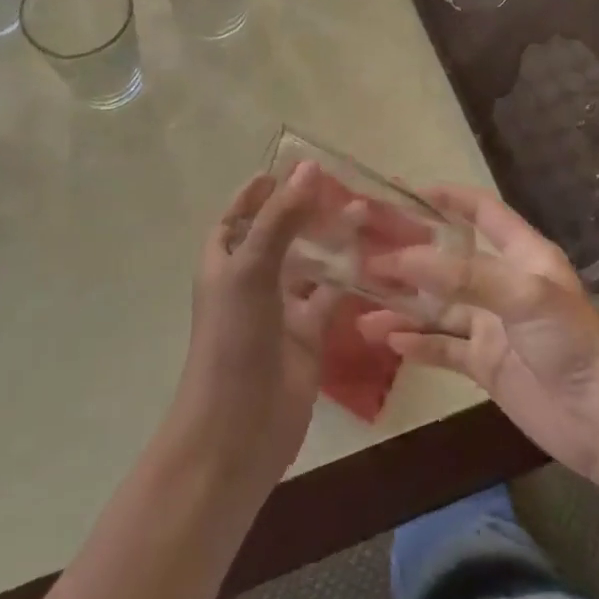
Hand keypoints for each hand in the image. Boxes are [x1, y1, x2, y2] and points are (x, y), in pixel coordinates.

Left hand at [168, 163, 341, 489]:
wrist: (238, 431)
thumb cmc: (233, 339)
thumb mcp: (251, 269)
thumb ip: (280, 219)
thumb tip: (308, 168)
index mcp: (225, 261)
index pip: (238, 216)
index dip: (258, 193)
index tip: (287, 168)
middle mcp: (251, 280)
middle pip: (278, 234)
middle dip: (304, 210)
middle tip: (339, 185)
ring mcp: (280, 309)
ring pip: (309, 263)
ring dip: (331, 239)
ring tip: (363, 210)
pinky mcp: (308, 336)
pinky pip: (331, 297)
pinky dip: (349, 278)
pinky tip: (374, 258)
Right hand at [358, 184, 598, 490]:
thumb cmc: (574, 344)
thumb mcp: (524, 295)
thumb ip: (464, 274)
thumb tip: (403, 257)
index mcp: (523, 255)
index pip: (483, 212)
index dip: (449, 198)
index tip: (405, 191)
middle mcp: (504, 283)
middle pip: (449, 260)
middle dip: (410, 254)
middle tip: (365, 249)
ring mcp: (494, 326)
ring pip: (439, 306)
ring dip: (403, 303)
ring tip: (361, 300)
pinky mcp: (487, 365)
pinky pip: (443, 347)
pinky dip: (416, 343)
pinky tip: (387, 339)